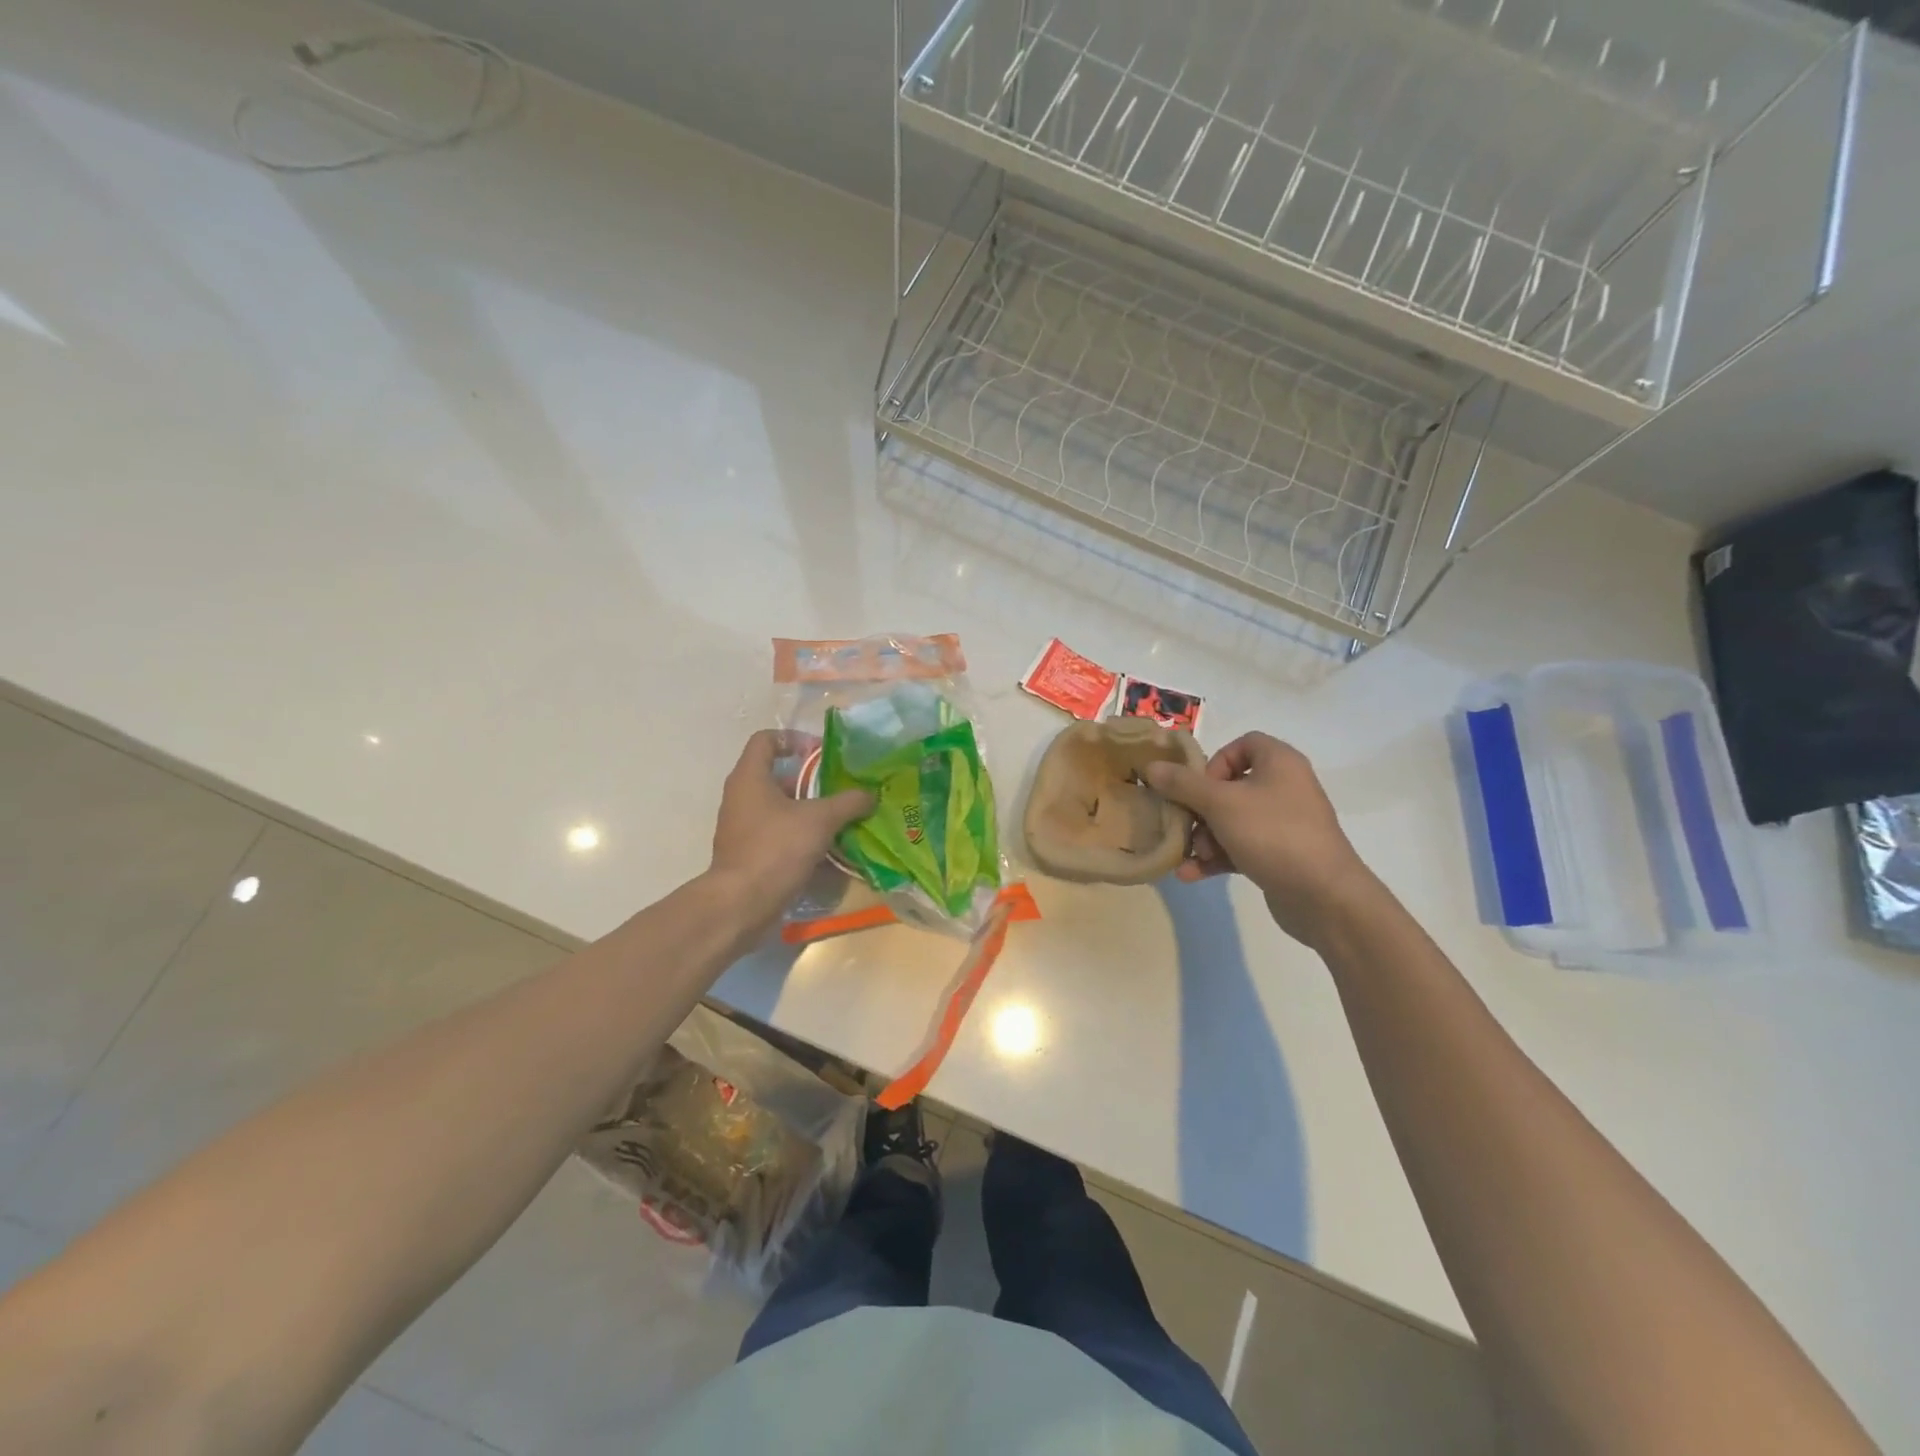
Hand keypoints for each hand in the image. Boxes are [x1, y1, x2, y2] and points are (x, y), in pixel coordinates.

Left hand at [707, 731, 872, 934]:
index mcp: (750, 777)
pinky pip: (778, 835)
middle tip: (841, 790)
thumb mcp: (820, 820)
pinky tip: (827, 850)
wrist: (741, 904)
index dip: (794, 739)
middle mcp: (741, 797)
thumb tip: (870, 795)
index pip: (766, 740)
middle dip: (811, 782)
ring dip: (809, 812)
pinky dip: (801, 837)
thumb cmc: (776, 849)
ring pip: (780, 808)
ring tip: (840, 820)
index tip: (821, 753)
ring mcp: (741, 827)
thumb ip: (848, 802)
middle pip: (777, 776)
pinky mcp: (748, 853)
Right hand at [1144, 732, 1381, 947]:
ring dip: (1205, 837)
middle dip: (1200, 808)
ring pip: (1232, 820)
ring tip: (1193, 856)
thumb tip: (1151, 766)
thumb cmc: (1272, 834)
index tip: (1198, 785)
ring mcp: (1284, 823)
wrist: (1324, 896)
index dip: (1216, 761)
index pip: (1244, 744)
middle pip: (1231, 786)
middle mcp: (1285, 788)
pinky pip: (1241, 847)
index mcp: (1280, 763)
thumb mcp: (1220, 804)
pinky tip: (1191, 875)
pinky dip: (1218, 858)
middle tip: (1185, 824)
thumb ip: (1182, 784)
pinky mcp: (1281, 855)